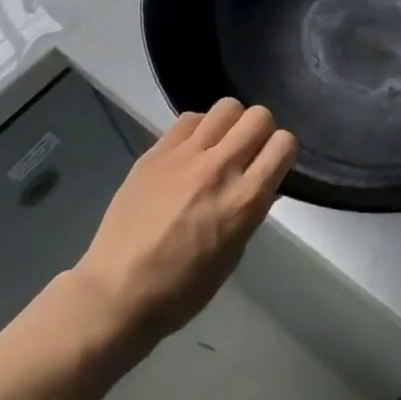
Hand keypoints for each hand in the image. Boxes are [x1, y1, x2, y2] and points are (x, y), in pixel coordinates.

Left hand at [70, 99, 295, 355]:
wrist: (115, 293)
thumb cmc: (182, 288)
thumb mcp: (234, 253)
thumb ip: (252, 210)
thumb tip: (263, 183)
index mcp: (244, 200)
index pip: (284, 144)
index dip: (283, 152)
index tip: (273, 165)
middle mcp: (220, 168)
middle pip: (259, 116)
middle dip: (261, 131)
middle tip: (248, 153)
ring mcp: (185, 156)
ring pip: (227, 106)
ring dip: (231, 124)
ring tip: (220, 147)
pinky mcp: (156, 152)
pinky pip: (190, 119)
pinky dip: (199, 129)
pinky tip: (191, 152)